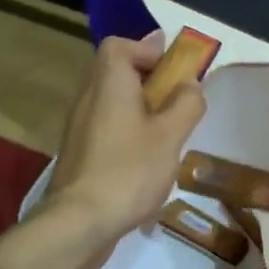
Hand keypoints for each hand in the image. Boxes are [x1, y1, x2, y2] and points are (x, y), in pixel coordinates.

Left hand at [43, 34, 205, 268]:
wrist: (79, 223)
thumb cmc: (129, 171)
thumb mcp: (170, 135)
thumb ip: (186, 104)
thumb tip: (190, 84)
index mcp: (108, 84)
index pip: (119, 45)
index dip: (147, 49)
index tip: (173, 68)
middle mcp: (88, 98)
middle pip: (114, 71)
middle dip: (147, 78)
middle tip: (175, 97)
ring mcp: (79, 127)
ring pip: (110, 100)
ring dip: (138, 106)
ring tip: (166, 130)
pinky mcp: (78, 154)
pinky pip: (105, 126)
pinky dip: (127, 129)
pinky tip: (147, 158)